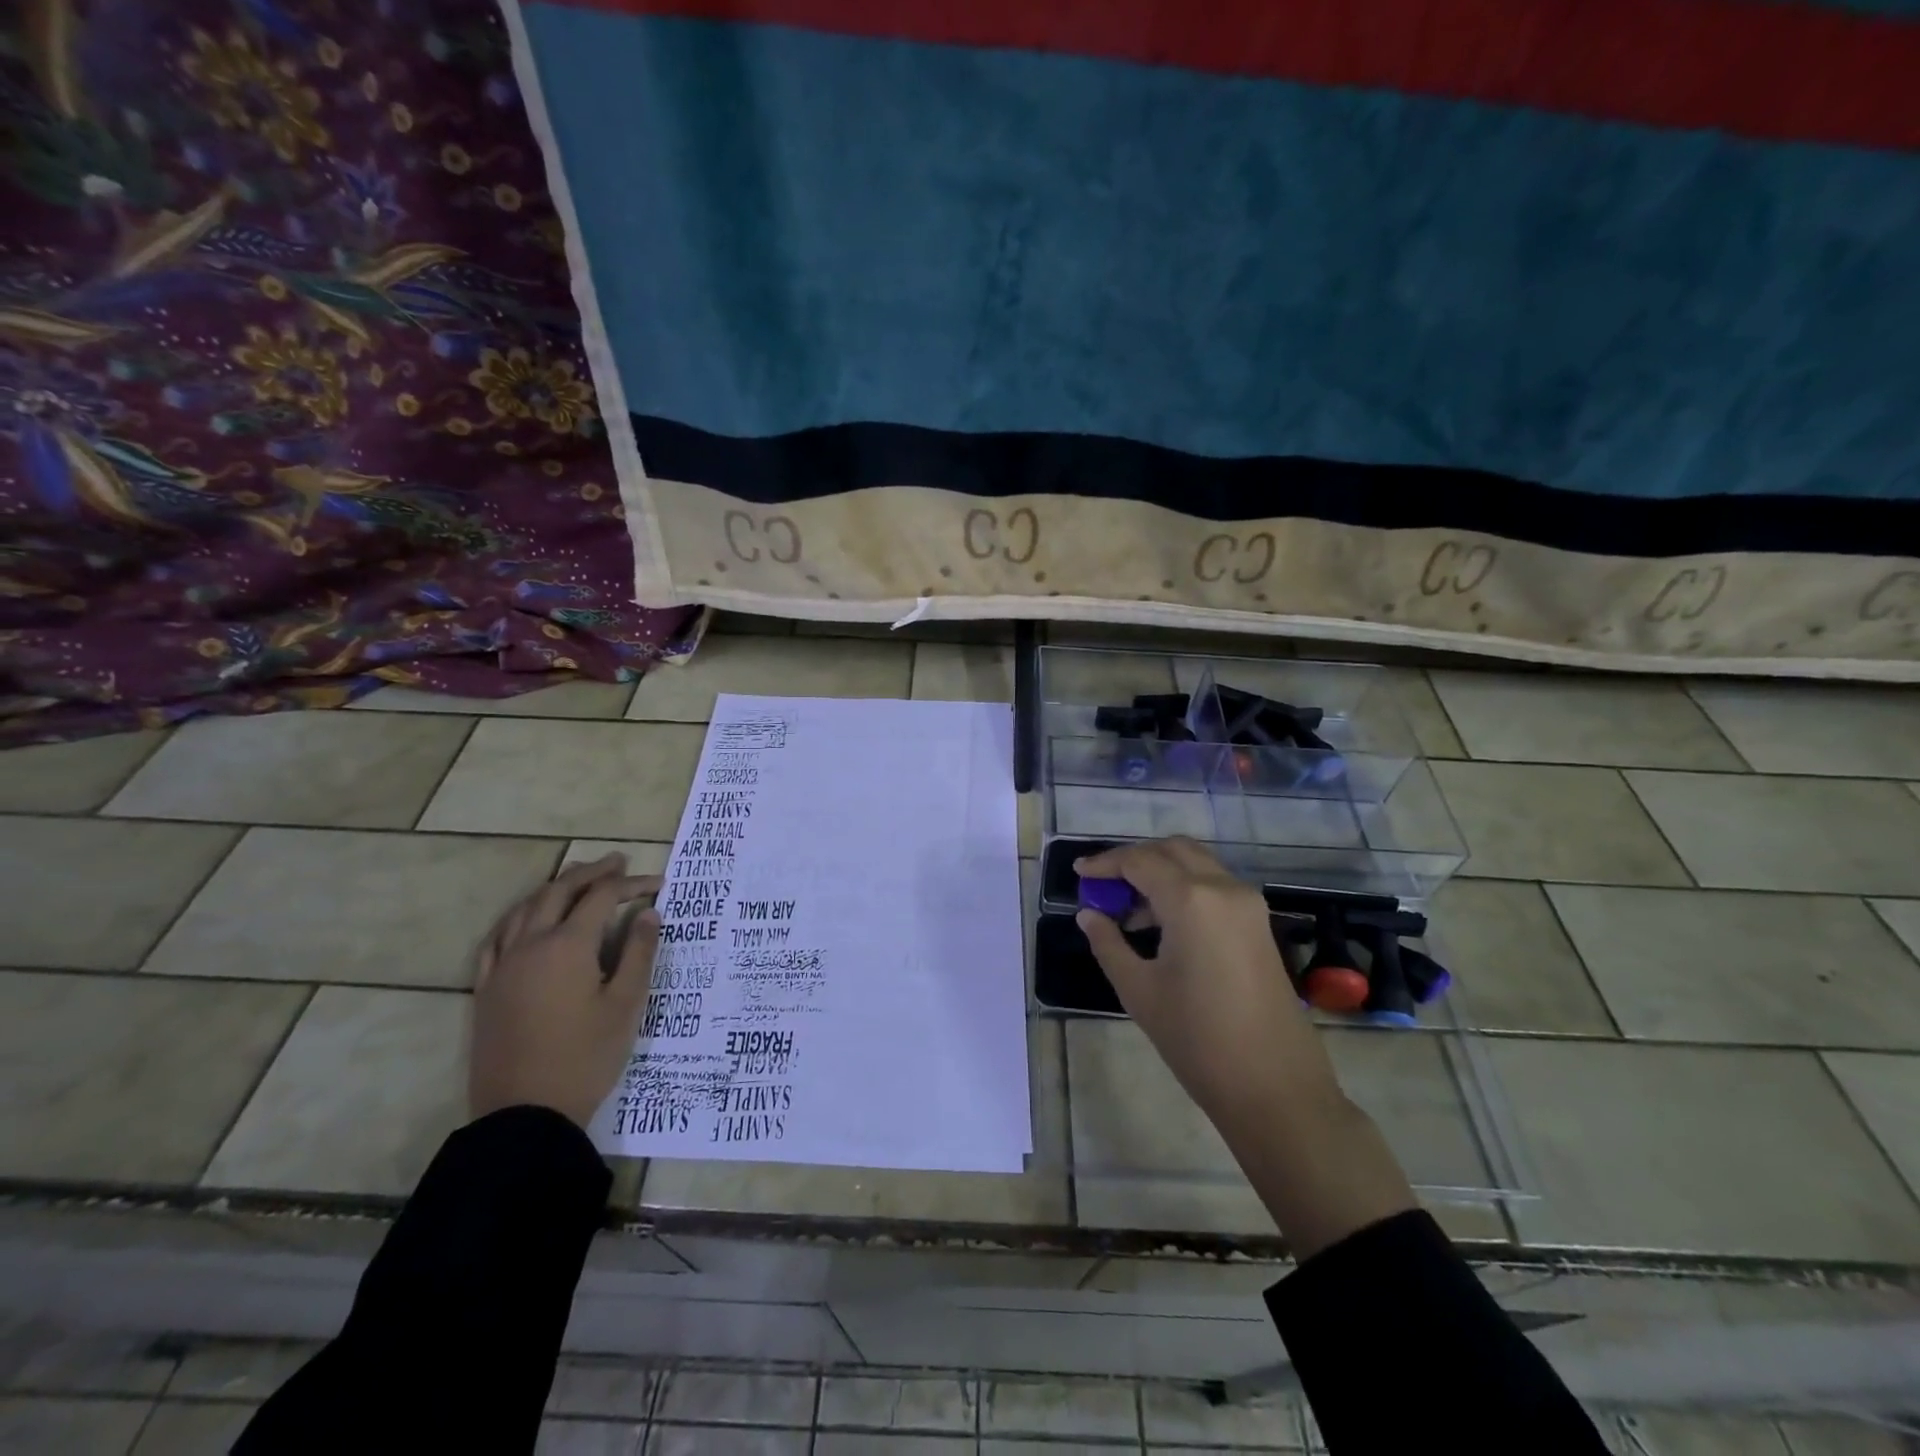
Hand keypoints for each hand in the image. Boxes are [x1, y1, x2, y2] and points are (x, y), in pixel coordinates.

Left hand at [469, 854, 660, 1128]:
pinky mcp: (487, 989)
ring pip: (525, 909)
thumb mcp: (626, 1005)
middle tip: (617, 862)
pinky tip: (525, 919)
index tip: (658, 883)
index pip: (602, 897)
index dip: (630, 884)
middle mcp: (531, 945)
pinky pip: (497, 939)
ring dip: (553, 887)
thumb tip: (648, 913)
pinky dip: (517, 918)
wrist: (525, 1114)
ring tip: (575, 879)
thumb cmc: (585, 1057)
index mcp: (568, 945)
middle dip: (591, 872)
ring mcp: (503, 966)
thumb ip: (639, 953)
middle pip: (559, 892)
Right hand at [1075, 838, 1414, 1256]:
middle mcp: (1224, 888)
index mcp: (1191, 900)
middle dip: (1134, 859)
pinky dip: (1184, 888)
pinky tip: (1161, 924)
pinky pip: (1214, 886)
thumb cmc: (1197, 1039)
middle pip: (1172, 850)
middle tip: (1104, 883)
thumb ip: (1109, 944)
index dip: (1105, 863)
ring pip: (1196, 864)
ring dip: (1161, 872)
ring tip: (1128, 910)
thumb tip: (1089, 915)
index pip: (1140, 861)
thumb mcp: (1139, 990)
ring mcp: (1248, 904)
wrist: (1275, 1087)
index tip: (1078, 872)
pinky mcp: (1258, 924)